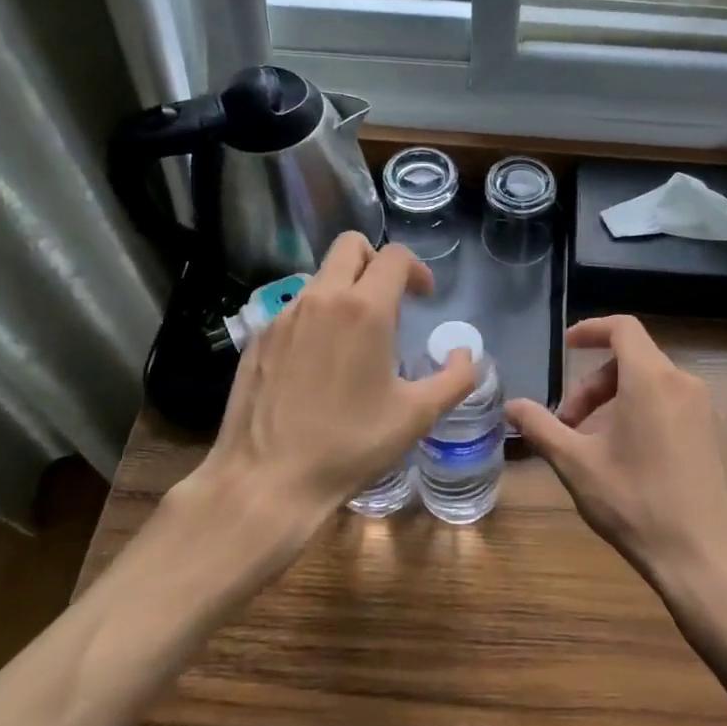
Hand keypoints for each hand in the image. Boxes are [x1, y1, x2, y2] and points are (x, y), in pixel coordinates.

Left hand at [183, 234, 476, 549]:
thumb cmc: (350, 445)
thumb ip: (455, 378)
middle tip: (391, 301)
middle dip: (377, 262)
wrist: (267, 479)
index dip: (416, 269)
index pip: (394, 256)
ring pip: (320, 277)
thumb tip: (467, 353)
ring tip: (356, 337)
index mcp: (364, 309)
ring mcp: (284, 316)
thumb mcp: (417, 415)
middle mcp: (321, 299)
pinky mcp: (259, 338)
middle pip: (350, 246)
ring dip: (345, 289)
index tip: (424, 296)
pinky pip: (295, 308)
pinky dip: (316, 317)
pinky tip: (320, 362)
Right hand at [506, 315, 726, 594]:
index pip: (622, 328)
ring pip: (654, 386)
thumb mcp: (577, 465)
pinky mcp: (719, 437)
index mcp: (651, 380)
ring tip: (596, 447)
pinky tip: (632, 461)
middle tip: (569, 423)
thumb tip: (512, 406)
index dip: (591, 330)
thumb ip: (542, 427)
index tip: (566, 347)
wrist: (709, 560)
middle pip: (634, 360)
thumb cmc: (637, 504)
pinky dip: (646, 415)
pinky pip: (675, 408)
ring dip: (618, 402)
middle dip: (594, 384)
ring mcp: (708, 411)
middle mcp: (685, 384)